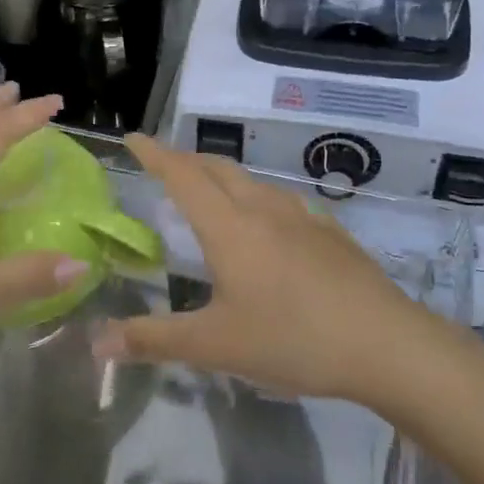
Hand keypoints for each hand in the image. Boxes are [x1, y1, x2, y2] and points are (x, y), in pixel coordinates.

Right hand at [90, 135, 438, 403]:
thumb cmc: (292, 339)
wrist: (385, 343)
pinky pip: (280, 201)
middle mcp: (263, 209)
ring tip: (209, 195)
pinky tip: (266, 227)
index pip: (183, 175)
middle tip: (164, 167)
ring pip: (251, 182)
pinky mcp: (330, 232)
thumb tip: (97, 342)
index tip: (133, 138)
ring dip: (222, 178)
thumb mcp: (216, 346)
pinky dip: (256, 199)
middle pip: (218, 168)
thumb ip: (154, 340)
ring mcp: (302, 216)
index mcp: (230, 227)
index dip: (155, 154)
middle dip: (186, 160)